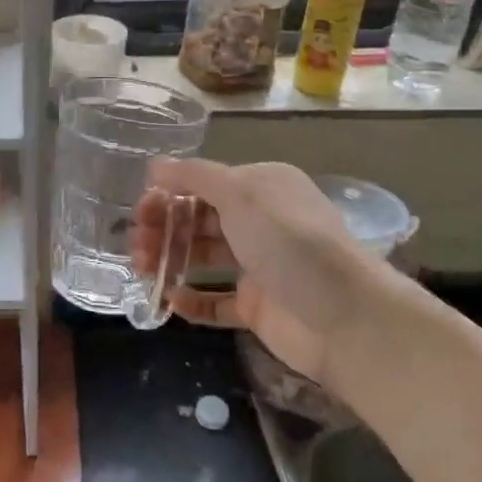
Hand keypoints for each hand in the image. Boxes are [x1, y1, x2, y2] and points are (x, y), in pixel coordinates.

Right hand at [131, 159, 380, 381]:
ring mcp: (259, 266)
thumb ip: (194, 176)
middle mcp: (260, 222)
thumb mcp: (241, 194)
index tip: (140, 210)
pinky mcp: (258, 307)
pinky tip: (170, 300)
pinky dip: (192, 301)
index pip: (205, 183)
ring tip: (142, 269)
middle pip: (200, 219)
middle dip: (165, 227)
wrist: (345, 317)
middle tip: (135, 245)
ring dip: (171, 259)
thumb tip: (155, 165)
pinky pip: (217, 302)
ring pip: (203, 258)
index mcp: (262, 187)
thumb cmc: (290, 242)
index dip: (169, 193)